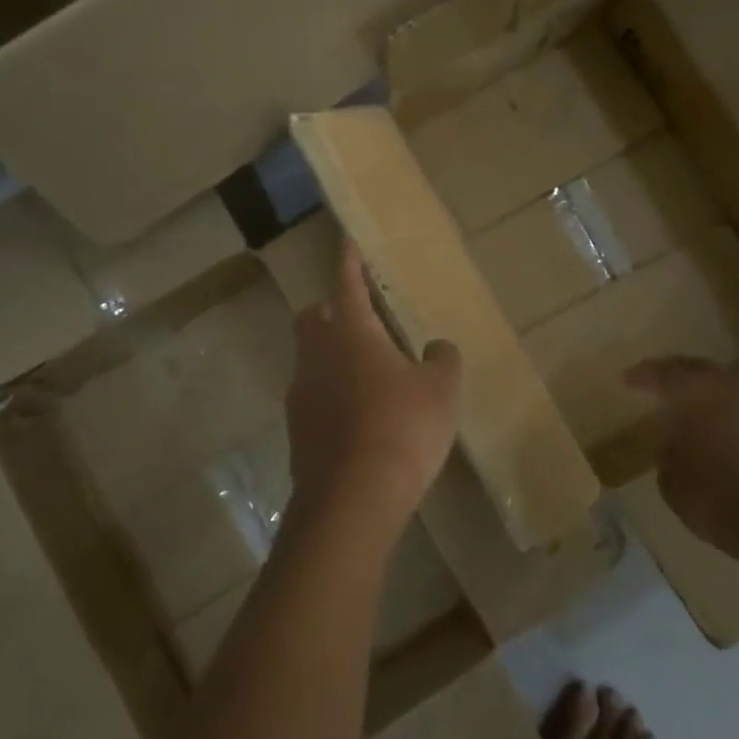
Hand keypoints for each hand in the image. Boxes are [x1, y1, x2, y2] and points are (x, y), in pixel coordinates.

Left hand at [284, 241, 462, 547]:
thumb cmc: (401, 429)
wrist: (352, 498)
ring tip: (367, 373)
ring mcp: (301, 394)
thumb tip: (436, 348)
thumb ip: (442, 360)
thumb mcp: (440, 391)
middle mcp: (317, 355)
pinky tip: (357, 416)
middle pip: (313, 318)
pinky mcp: (297, 430)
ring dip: (332, 355)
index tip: (347, 241)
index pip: (347, 283)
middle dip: (331, 309)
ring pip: (310, 358)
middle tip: (361, 318)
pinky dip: (331, 394)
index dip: (349, 260)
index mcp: (351, 333)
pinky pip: (312, 396)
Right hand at [624, 356, 738, 568]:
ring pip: (726, 388)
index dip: (642, 375)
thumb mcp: (672, 482)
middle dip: (676, 374)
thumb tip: (674, 439)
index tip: (627, 379)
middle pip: (698, 370)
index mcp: (697, 392)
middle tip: (657, 382)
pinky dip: (728, 414)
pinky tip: (720, 432)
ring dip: (706, 394)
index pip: (663, 373)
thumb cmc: (722, 499)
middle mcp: (731, 388)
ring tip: (689, 408)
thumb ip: (668, 451)